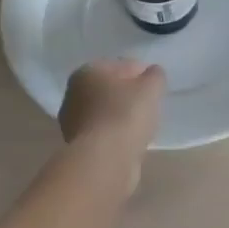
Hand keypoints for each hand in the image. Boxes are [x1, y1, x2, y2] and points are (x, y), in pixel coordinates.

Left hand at [60, 60, 165, 186]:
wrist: (104, 162)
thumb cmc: (125, 115)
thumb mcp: (150, 87)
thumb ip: (154, 76)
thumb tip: (152, 75)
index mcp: (86, 72)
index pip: (119, 65)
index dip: (140, 73)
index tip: (155, 85)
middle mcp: (73, 94)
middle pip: (109, 89)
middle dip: (128, 95)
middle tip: (149, 105)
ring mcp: (73, 123)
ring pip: (106, 113)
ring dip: (122, 117)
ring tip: (143, 125)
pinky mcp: (79, 148)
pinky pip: (105, 133)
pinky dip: (117, 135)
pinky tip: (132, 141)